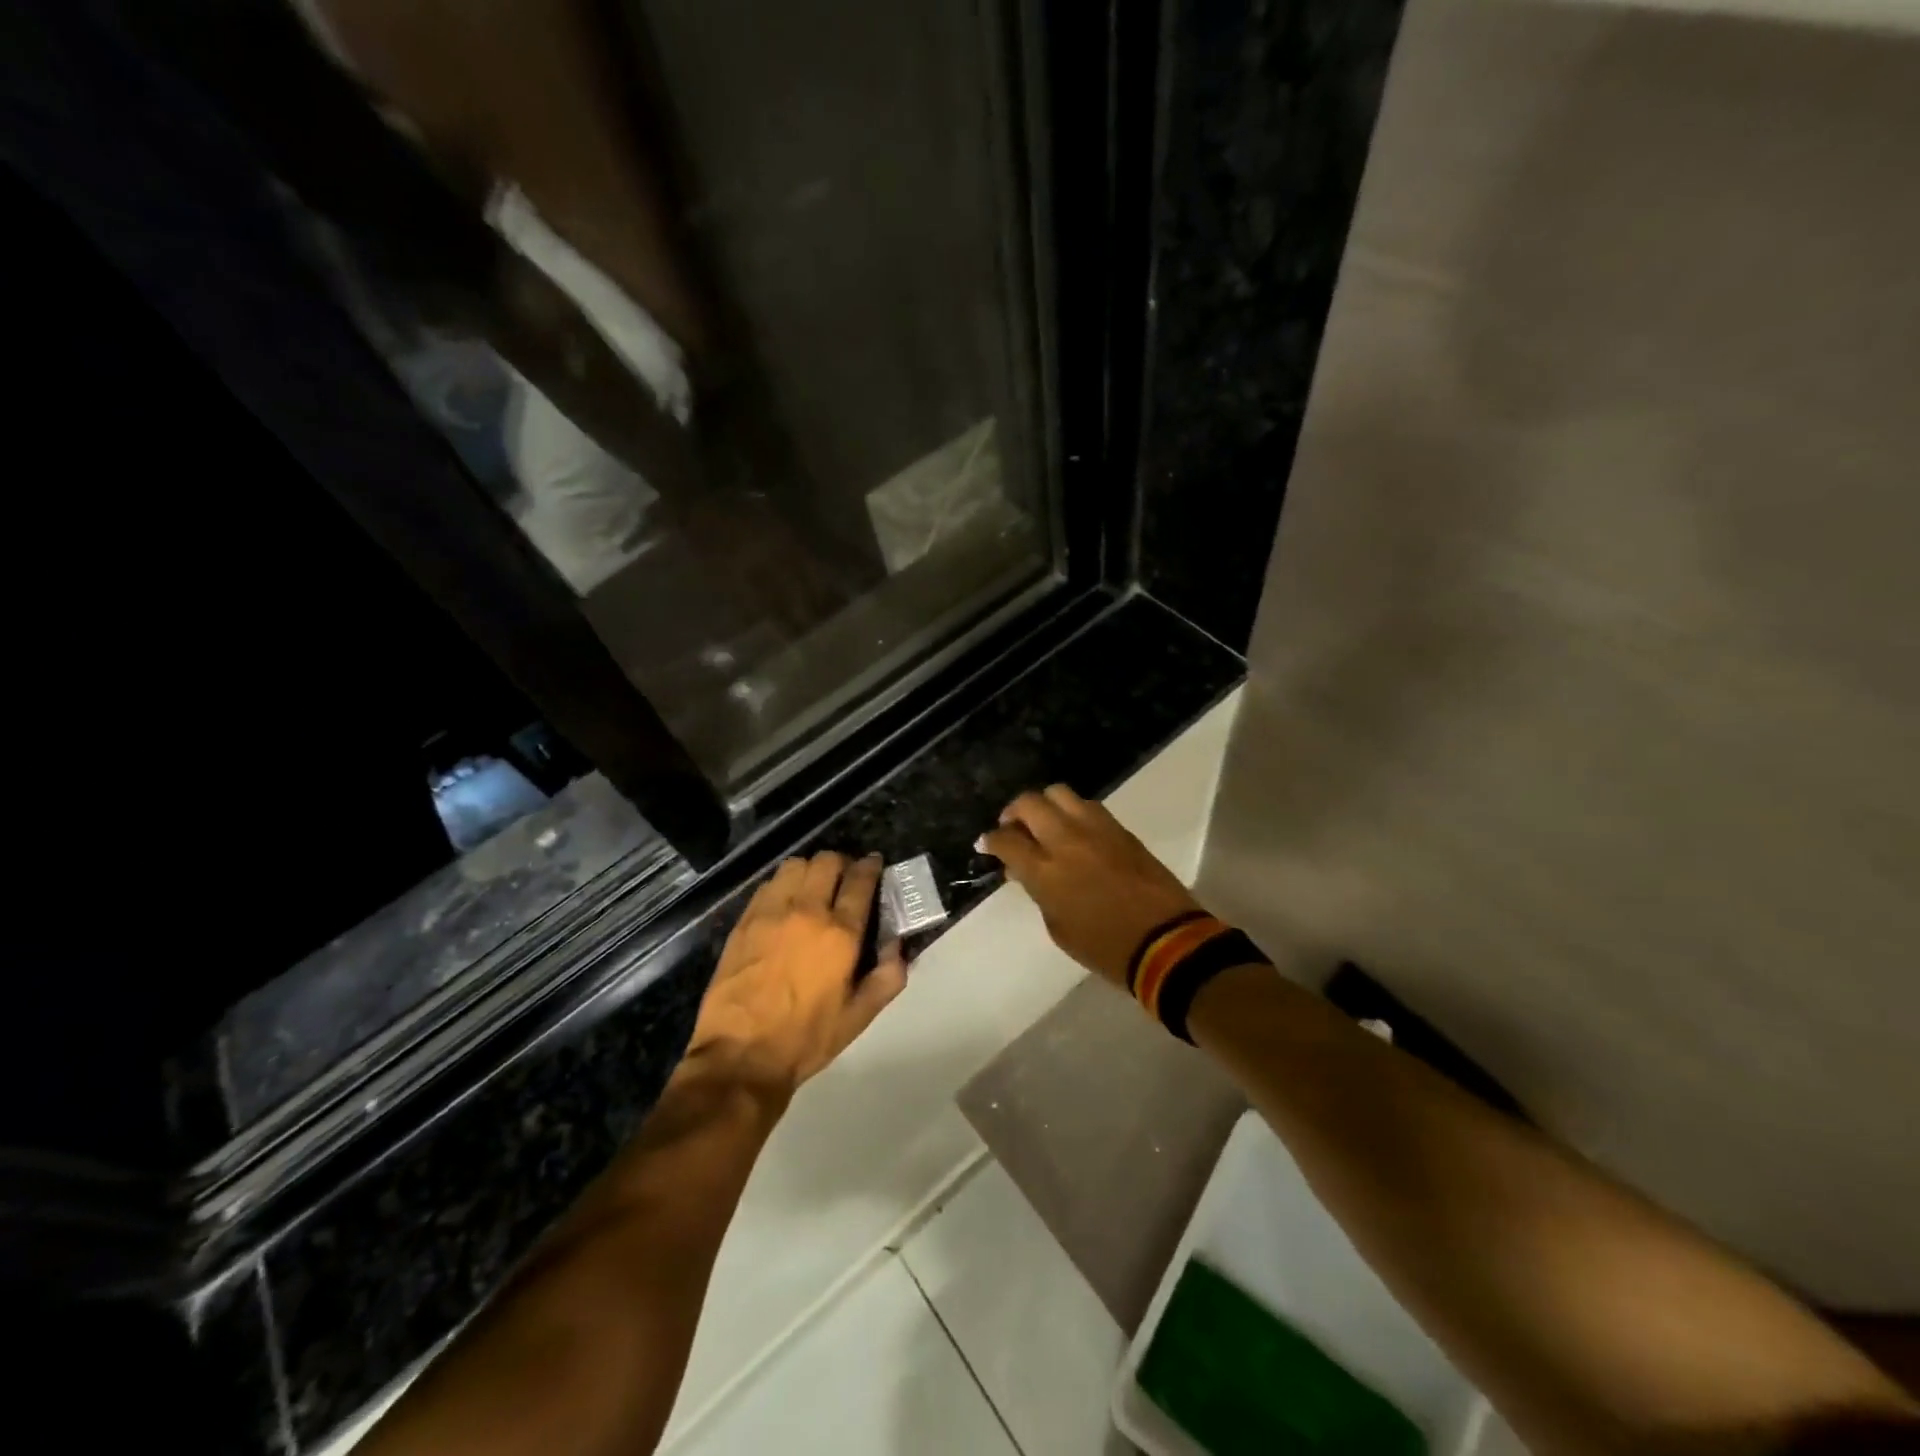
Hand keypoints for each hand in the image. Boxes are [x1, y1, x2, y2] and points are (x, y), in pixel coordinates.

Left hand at [687, 852, 906, 1095]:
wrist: (740, 1055)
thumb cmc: (806, 1038)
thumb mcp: (859, 1017)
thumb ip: (887, 978)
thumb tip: (898, 946)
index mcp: (840, 934)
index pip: (860, 880)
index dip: (871, 866)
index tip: (874, 864)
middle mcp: (807, 912)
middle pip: (827, 862)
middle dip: (842, 863)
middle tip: (845, 878)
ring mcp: (771, 912)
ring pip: (795, 865)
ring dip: (810, 870)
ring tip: (814, 886)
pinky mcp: (745, 921)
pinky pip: (768, 884)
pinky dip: (783, 884)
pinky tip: (784, 903)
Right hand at [978, 785, 1204, 986]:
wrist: (1166, 942)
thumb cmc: (1105, 948)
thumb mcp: (1058, 928)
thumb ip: (1038, 892)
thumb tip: (1024, 870)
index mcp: (1046, 871)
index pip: (1006, 840)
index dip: (991, 840)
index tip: (986, 844)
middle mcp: (1067, 840)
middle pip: (1030, 803)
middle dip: (1014, 812)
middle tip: (1013, 828)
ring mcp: (1096, 829)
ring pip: (1059, 793)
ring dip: (1045, 805)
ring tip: (1045, 824)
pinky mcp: (1120, 829)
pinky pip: (1088, 806)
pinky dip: (1073, 813)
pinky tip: (1075, 831)